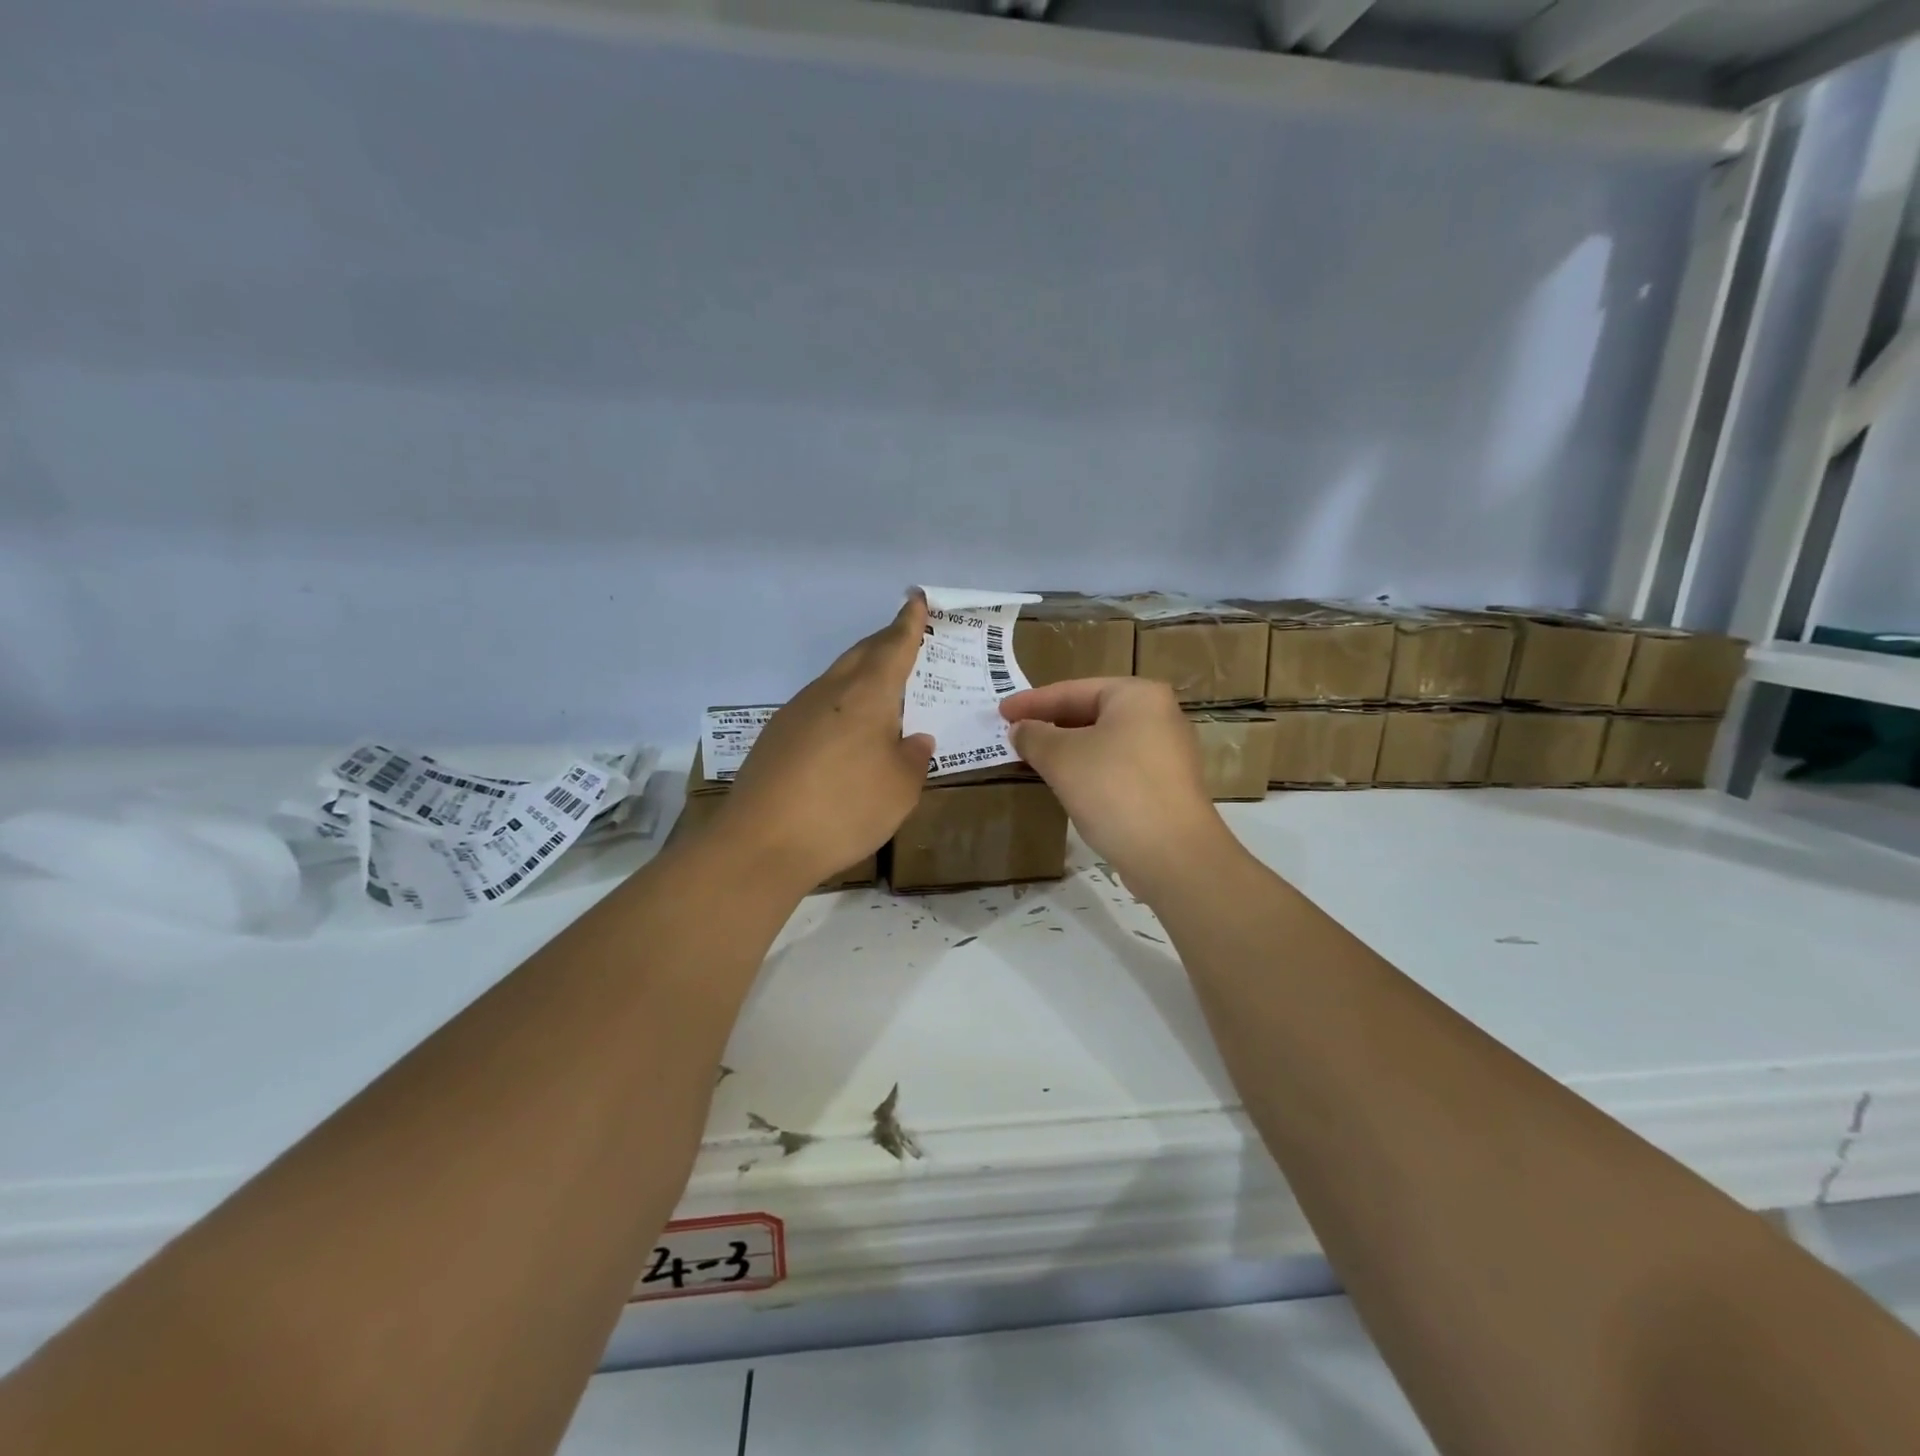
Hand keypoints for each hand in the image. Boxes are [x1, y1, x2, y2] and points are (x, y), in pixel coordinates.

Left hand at [719, 596, 934, 891]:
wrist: (760, 843)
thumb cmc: (844, 810)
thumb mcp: (900, 790)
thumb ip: (913, 758)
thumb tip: (914, 739)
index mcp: (866, 695)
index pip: (893, 647)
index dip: (908, 623)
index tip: (916, 599)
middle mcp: (829, 692)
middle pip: (860, 655)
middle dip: (885, 642)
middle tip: (905, 638)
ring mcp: (796, 712)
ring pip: (835, 679)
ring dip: (860, 675)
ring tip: (880, 691)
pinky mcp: (775, 737)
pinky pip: (817, 706)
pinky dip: (840, 706)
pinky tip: (844, 733)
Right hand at [1000, 677, 1231, 897]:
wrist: (1173, 855)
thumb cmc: (1114, 790)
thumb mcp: (1061, 758)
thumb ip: (1034, 736)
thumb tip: (1020, 729)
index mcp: (1137, 695)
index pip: (1073, 690)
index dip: (1032, 702)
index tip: (1001, 712)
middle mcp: (1159, 715)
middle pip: (1092, 712)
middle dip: (1051, 724)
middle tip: (1015, 734)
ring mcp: (1167, 752)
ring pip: (1105, 741)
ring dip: (1069, 749)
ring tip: (1034, 758)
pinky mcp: (1167, 786)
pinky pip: (1118, 766)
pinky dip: (1089, 769)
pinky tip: (1068, 784)